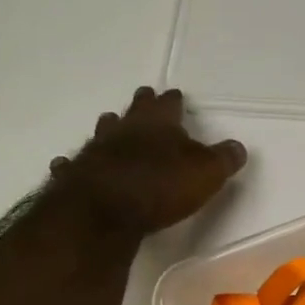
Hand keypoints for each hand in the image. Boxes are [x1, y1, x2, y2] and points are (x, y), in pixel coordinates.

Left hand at [50, 87, 246, 238]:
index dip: (173, 100)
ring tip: (110, 121)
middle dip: (141, 104)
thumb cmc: (161, 186)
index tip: (174, 94)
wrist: (103, 211)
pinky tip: (66, 163)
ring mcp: (96, 150)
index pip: (169, 105)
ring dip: (109, 127)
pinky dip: (73, 163)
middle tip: (143, 96)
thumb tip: (237, 147)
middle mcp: (125, 130)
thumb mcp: (207, 173)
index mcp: (159, 124)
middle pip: (134, 111)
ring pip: (103, 131)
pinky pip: (73, 164)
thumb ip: (223, 159)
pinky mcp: (74, 175)